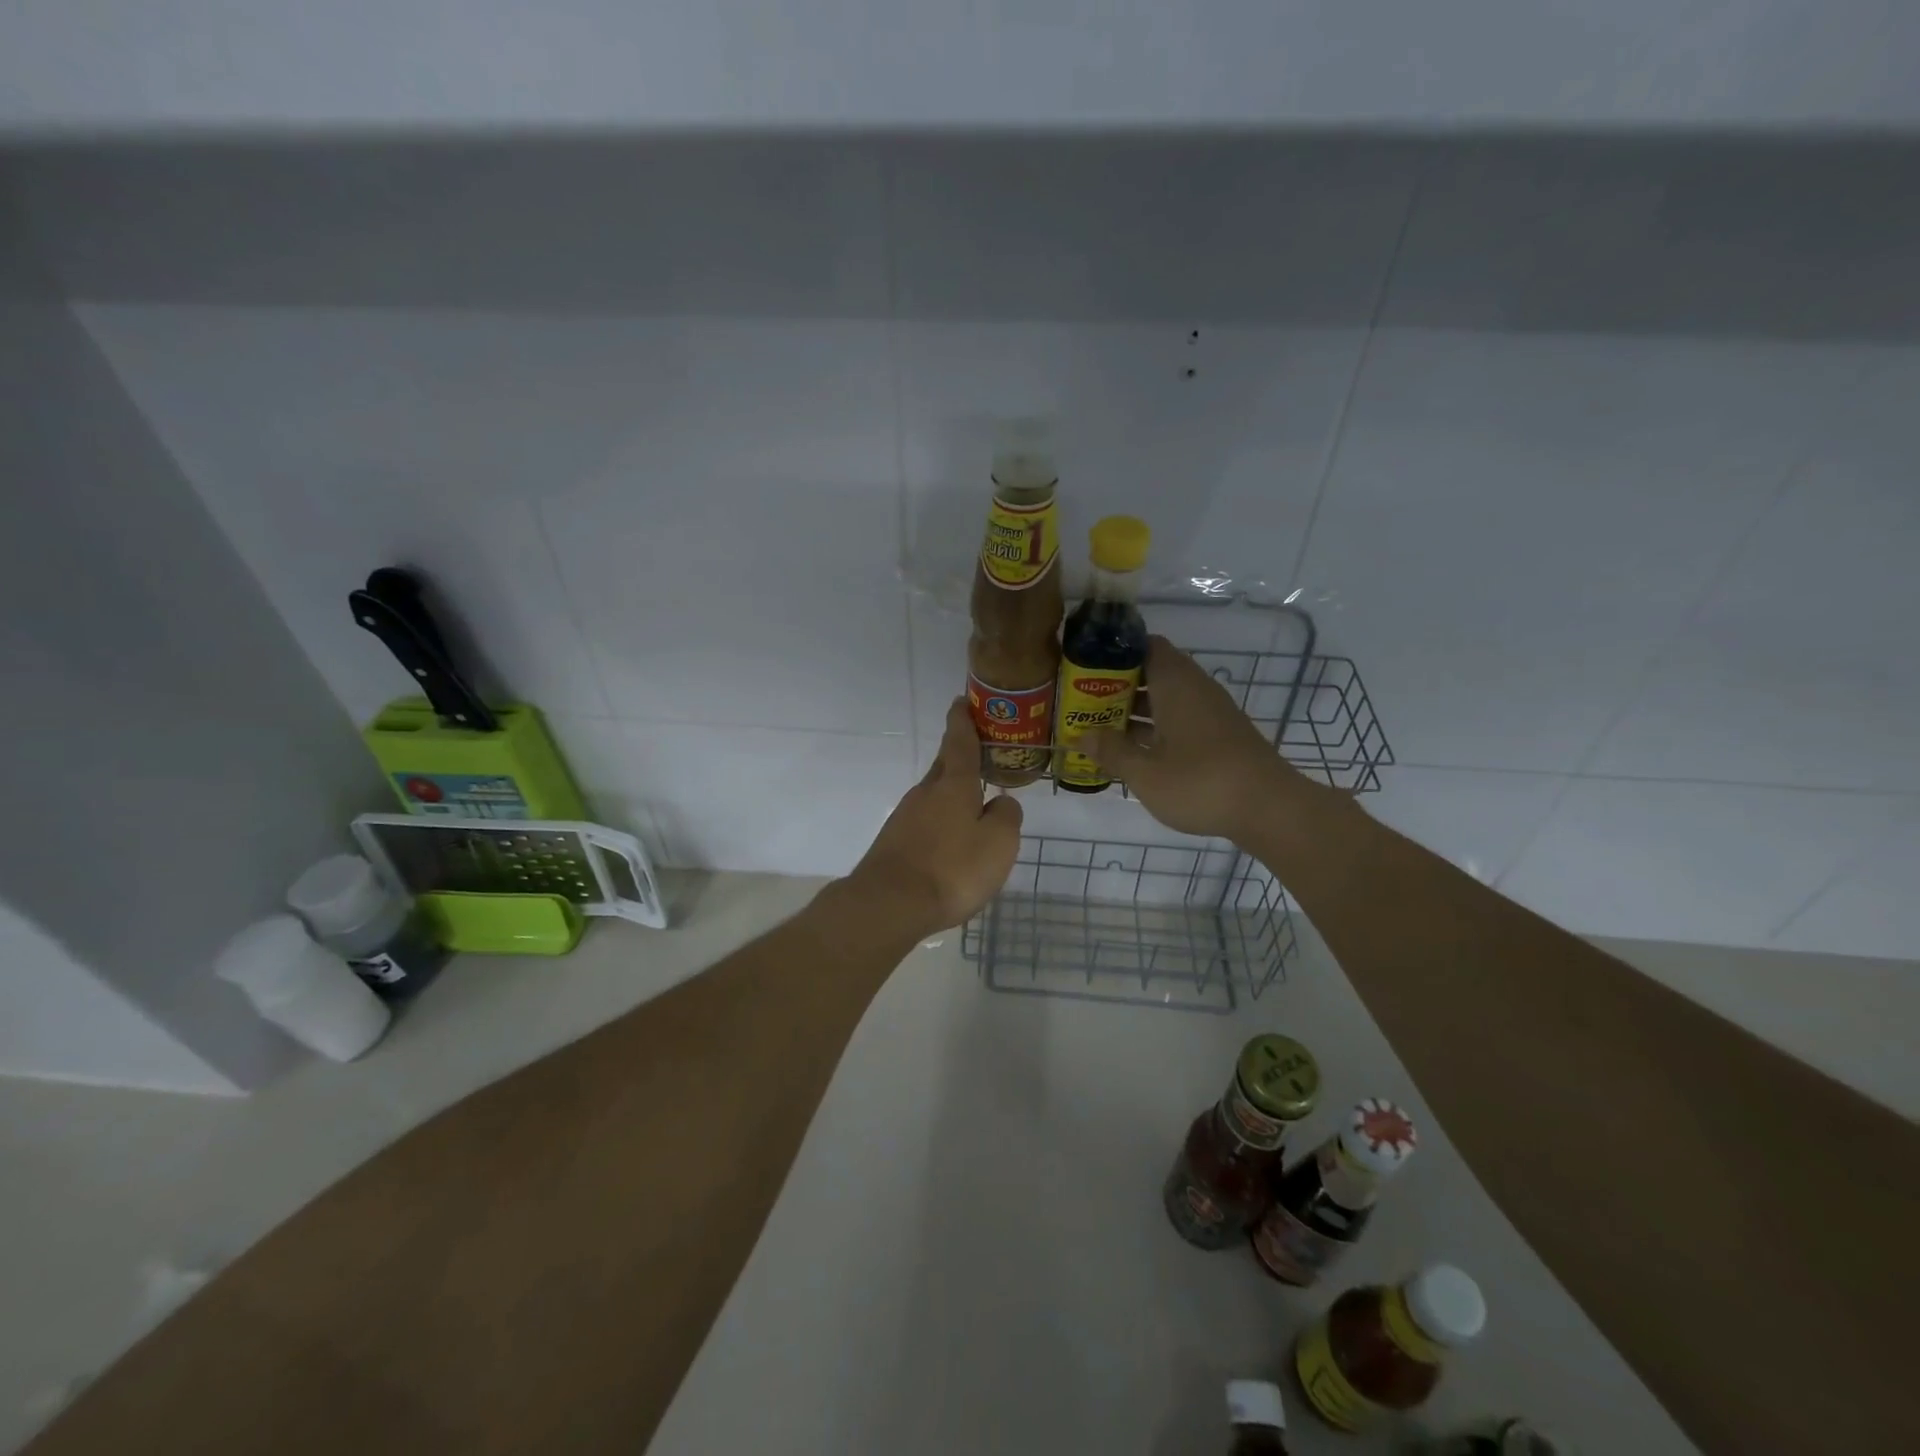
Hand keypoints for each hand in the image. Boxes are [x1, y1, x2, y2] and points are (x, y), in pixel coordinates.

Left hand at [845, 699, 1022, 934]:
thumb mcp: (998, 843)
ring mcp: (905, 817)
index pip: (959, 742)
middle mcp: (925, 793)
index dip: (963, 721)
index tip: (961, 702)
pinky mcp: (894, 842)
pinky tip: (950, 842)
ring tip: (974, 806)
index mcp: (953, 784)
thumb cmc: (952, 869)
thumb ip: (1006, 817)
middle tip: (979, 753)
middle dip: (959, 756)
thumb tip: (1001, 803)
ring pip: (934, 795)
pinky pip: (925, 822)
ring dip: (952, 794)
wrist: (890, 904)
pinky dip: (940, 822)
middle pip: (944, 766)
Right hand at [1081, 636, 1307, 840]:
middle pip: (1153, 673)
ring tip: (1100, 728)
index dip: (1115, 652)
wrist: (1270, 809)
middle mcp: (1195, 689)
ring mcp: (1211, 713)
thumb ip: (1111, 751)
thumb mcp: (1145, 772)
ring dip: (1135, 711)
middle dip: (1117, 686)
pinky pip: (1180, 720)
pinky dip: (1156, 729)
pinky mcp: (1221, 737)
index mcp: (1176, 683)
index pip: (1145, 646)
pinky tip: (1135, 752)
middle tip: (1083, 702)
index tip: (1085, 666)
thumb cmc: (1201, 783)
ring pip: (1166, 700)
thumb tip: (1080, 737)